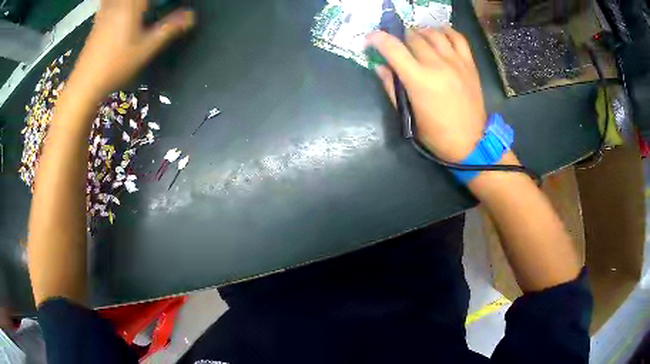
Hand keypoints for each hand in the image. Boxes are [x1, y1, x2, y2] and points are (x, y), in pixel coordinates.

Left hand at [69, 0, 194, 97]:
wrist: (85, 83)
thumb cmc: (115, 66)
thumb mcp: (146, 49)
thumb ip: (169, 29)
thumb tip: (191, 16)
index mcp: (132, 5)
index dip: (163, 2)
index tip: (167, 7)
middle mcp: (118, 2)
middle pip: (137, 0)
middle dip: (148, 4)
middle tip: (155, 10)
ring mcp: (106, 9)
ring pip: (120, 0)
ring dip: (133, 5)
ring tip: (141, 11)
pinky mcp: (98, 18)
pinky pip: (108, 2)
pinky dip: (116, 4)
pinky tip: (120, 10)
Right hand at [367, 28, 485, 161]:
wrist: (471, 142)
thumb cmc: (437, 134)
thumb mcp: (408, 115)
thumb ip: (392, 88)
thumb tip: (380, 67)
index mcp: (419, 80)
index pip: (393, 48)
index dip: (377, 39)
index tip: (371, 38)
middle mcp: (437, 65)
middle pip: (412, 37)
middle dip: (399, 37)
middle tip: (396, 44)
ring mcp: (455, 62)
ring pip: (433, 33)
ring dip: (420, 32)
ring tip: (415, 38)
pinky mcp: (469, 64)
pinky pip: (458, 38)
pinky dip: (446, 31)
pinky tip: (439, 34)